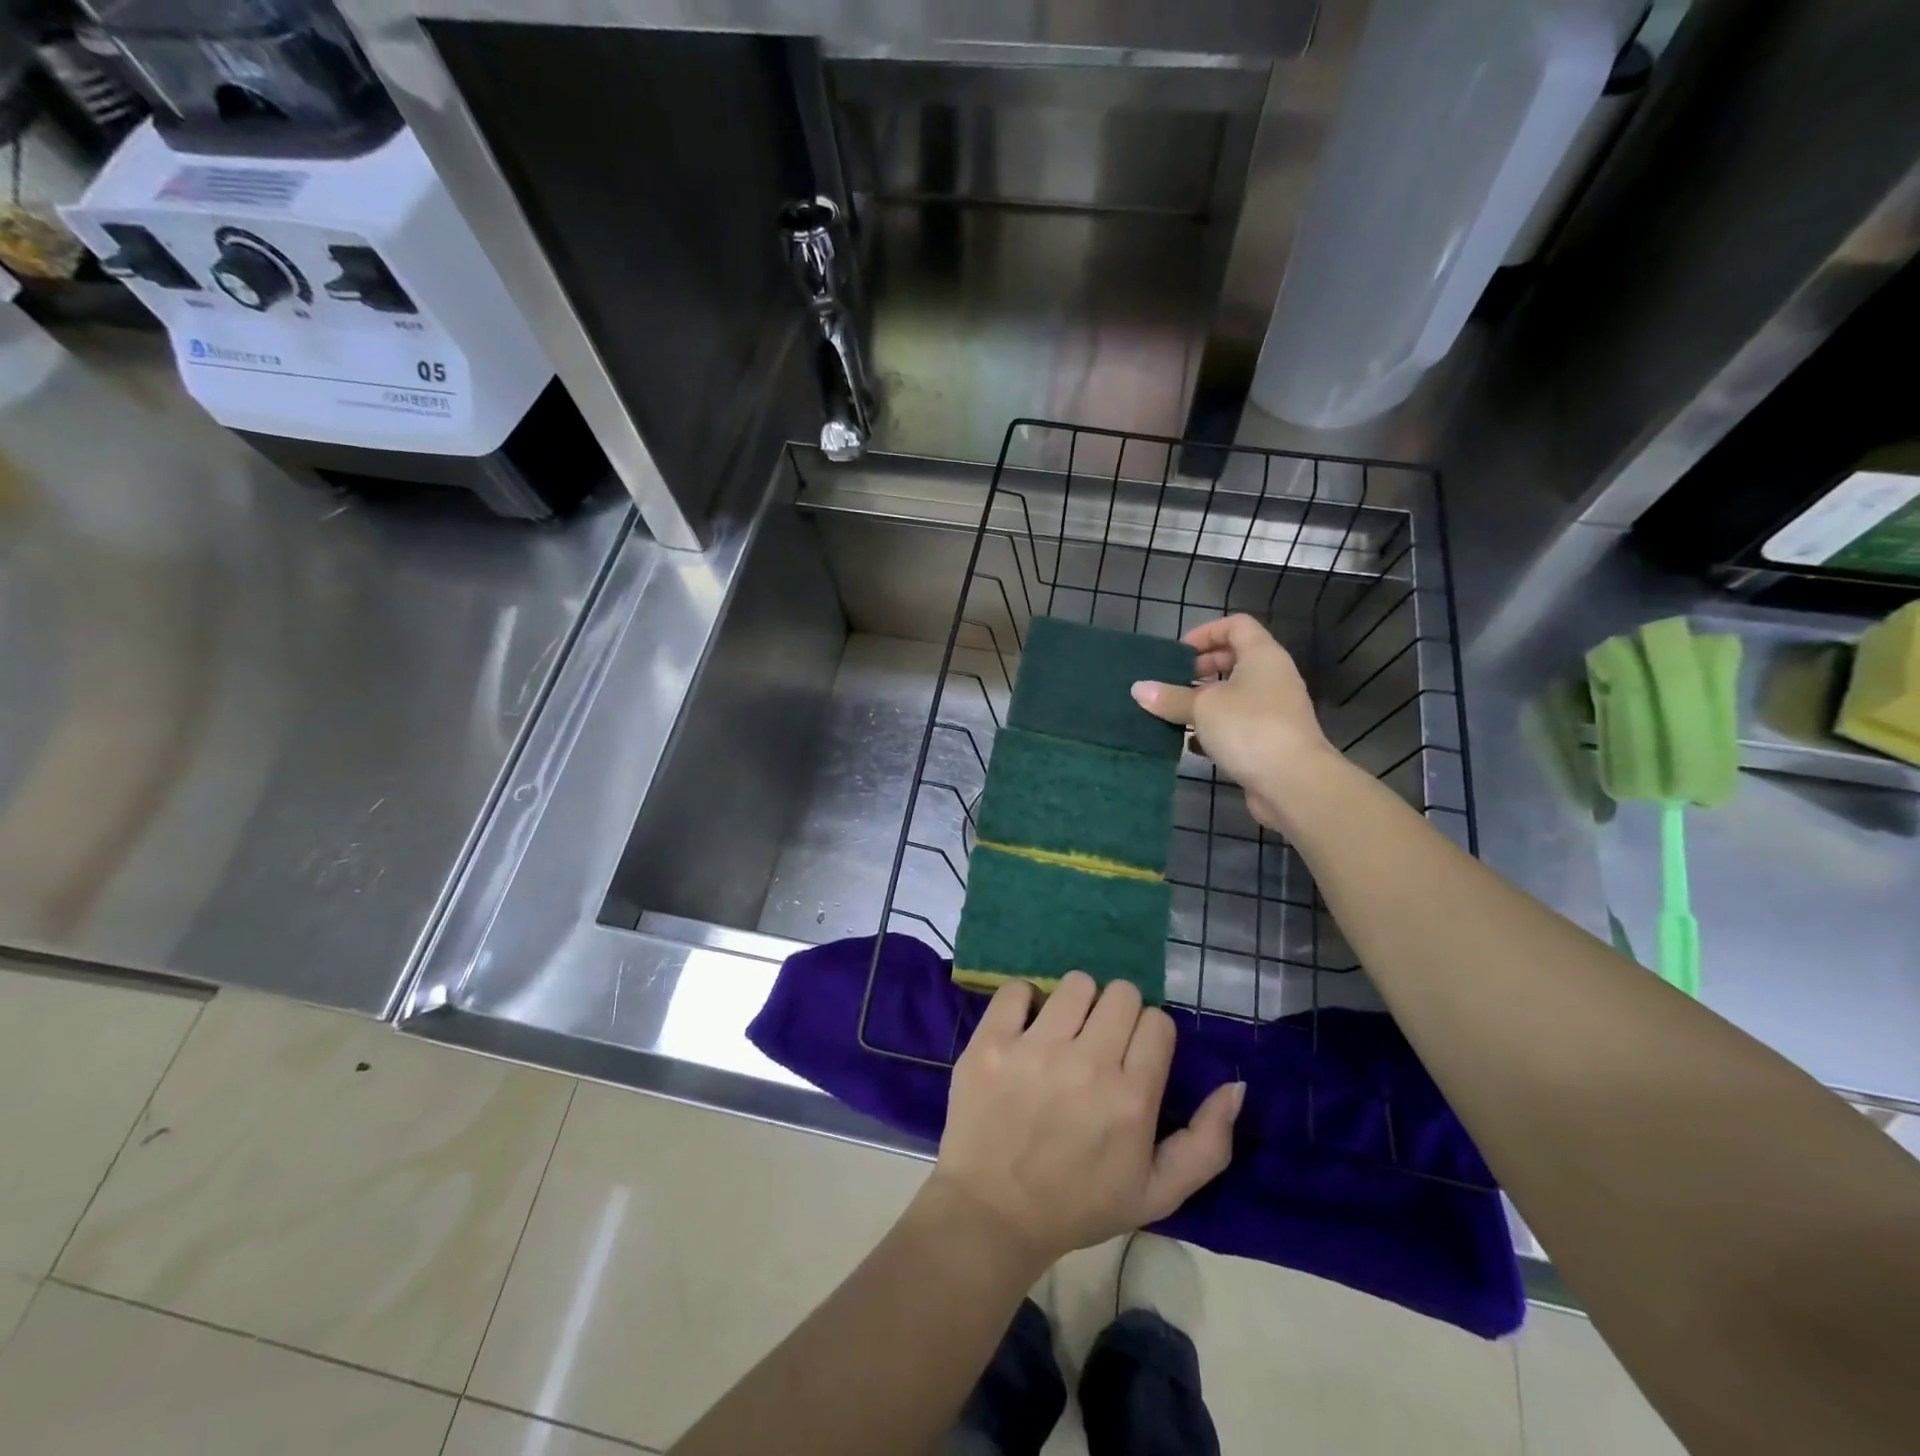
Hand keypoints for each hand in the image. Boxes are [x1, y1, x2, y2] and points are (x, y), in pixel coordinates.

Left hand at [929, 973, 1242, 1271]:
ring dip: (1076, 1004)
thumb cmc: (1078, 1205)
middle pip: (1122, 993)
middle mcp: (1087, 1064)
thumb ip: (1206, 1144)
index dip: (1149, 1036)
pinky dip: (1024, 1001)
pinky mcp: (991, 1042)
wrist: (992, 1214)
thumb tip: (1236, 1086)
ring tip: (1063, 1035)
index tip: (1133, 1056)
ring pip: (1076, 983)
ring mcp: (1035, 1049)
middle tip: (1098, 1043)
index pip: (1158, 1021)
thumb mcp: (1156, 1193)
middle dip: (1117, 1014)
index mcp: (1131, 1099)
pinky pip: (1017, 989)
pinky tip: (1025, 1029)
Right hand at [1130, 614, 1340, 829]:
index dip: (1206, 632)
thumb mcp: (1202, 708)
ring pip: (1234, 695)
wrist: (1294, 783)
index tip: (1179, 652)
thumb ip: (1170, 697)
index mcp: (1262, 656)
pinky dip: (1213, 730)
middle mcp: (1273, 678)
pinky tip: (1190, 744)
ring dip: (1204, 702)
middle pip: (1235, 660)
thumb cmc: (1249, 728)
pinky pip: (1237, 725)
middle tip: (1172, 682)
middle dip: (1201, 668)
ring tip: (1174, 713)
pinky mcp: (1269, 741)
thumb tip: (1138, 689)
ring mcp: (1274, 711)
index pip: (1237, 625)